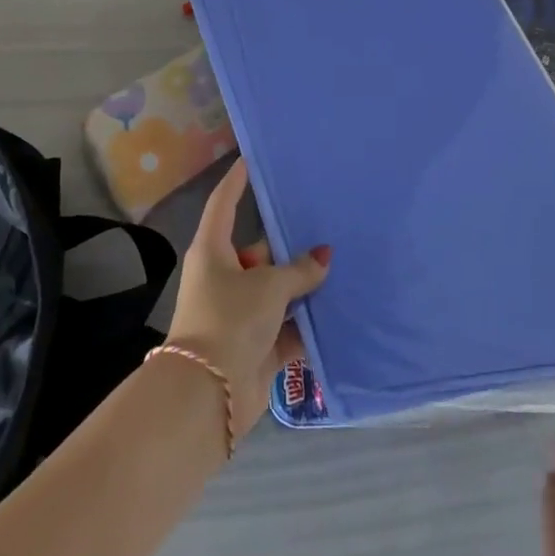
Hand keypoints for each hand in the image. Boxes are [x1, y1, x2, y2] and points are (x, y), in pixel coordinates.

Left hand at [165, 159, 330, 444]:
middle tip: (327, 225)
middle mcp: (225, 277)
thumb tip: (324, 256)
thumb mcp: (268, 286)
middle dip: (291, 245)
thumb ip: (299, 270)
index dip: (236, 180)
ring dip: (305, 287)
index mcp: (214, 251)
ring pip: (278, 290)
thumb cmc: (230, 320)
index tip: (251, 158)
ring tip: (345, 265)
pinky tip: (343, 311)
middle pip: (261, 251)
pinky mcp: (258, 346)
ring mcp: (241, 313)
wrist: (210, 397)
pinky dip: (310, 323)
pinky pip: (289, 326)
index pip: (224, 204)